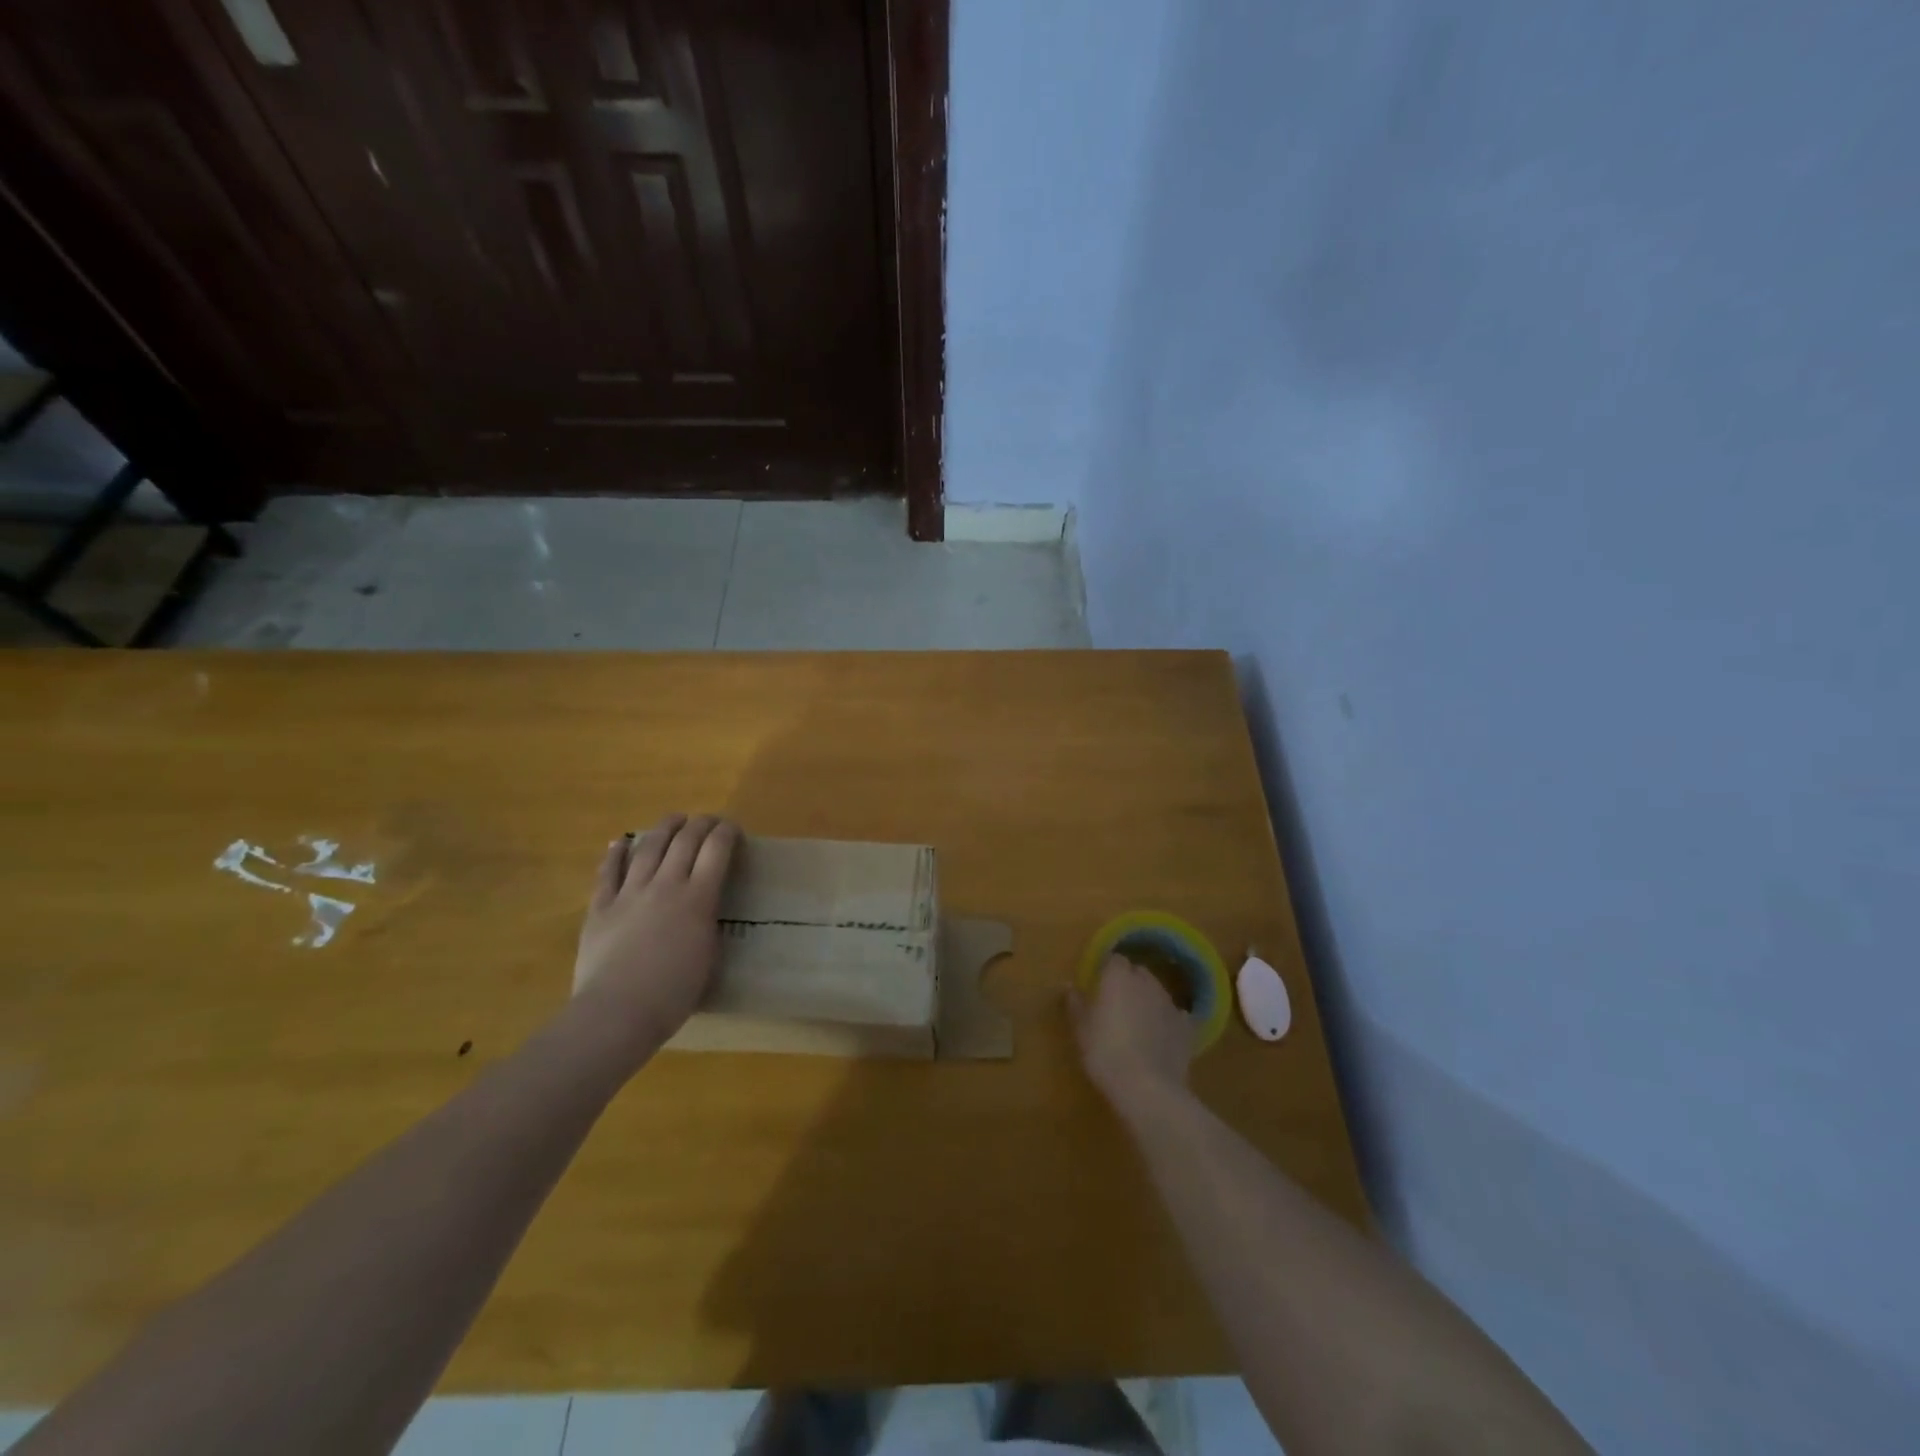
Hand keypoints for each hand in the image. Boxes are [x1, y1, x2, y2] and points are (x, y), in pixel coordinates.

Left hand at [574, 814, 738, 1056]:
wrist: (617, 1012)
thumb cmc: (673, 994)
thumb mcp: (708, 955)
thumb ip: (707, 921)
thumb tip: (703, 907)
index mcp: (698, 898)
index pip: (717, 850)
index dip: (727, 833)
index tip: (734, 829)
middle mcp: (665, 885)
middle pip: (685, 840)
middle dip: (701, 824)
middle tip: (709, 820)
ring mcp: (629, 893)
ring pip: (648, 847)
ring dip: (664, 828)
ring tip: (674, 819)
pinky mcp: (600, 907)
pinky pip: (608, 871)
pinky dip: (616, 853)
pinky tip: (621, 841)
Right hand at [1069, 954, 1193, 1111]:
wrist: (1147, 1088)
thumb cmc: (1105, 1053)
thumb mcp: (1081, 1030)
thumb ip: (1075, 1004)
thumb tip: (1069, 987)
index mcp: (1118, 977)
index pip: (1114, 960)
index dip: (1107, 971)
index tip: (1099, 986)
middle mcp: (1147, 982)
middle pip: (1138, 972)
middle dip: (1129, 982)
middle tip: (1116, 1004)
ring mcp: (1170, 1003)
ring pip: (1158, 992)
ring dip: (1148, 1000)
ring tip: (1138, 1022)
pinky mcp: (1187, 1027)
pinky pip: (1176, 1016)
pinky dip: (1168, 1021)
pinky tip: (1162, 1037)